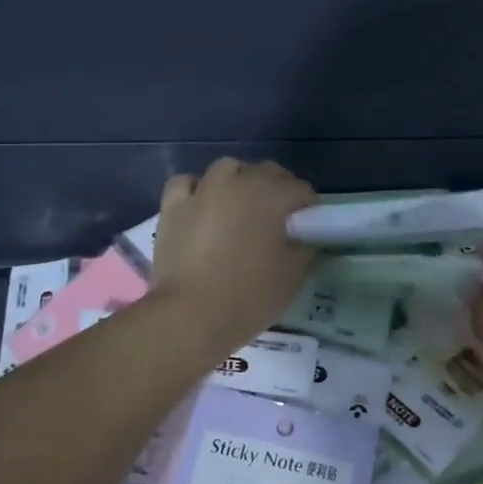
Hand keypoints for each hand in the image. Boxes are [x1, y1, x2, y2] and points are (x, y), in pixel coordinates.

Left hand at [149, 159, 318, 354]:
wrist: (190, 315)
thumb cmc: (249, 296)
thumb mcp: (294, 276)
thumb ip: (308, 248)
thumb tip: (309, 237)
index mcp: (272, 195)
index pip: (301, 190)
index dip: (308, 209)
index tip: (308, 230)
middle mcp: (238, 181)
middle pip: (266, 172)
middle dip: (277, 190)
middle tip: (277, 222)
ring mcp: (203, 190)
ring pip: (227, 168)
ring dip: (239, 181)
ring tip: (240, 208)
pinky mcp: (173, 205)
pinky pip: (187, 182)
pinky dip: (197, 189)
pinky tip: (201, 206)